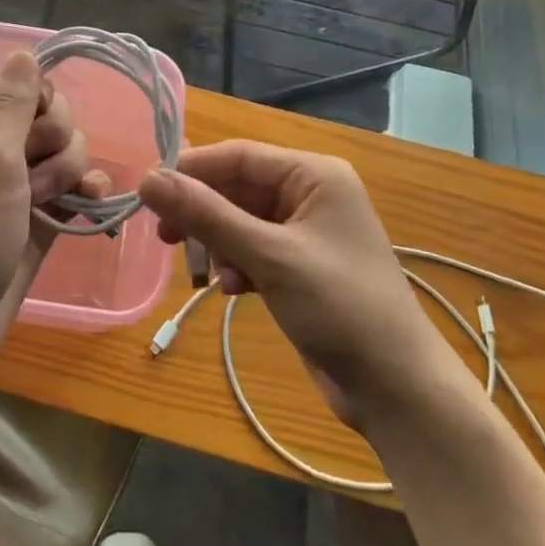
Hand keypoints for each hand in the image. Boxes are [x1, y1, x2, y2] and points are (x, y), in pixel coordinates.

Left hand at [0, 52, 107, 370]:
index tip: (37, 130)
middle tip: (30, 178)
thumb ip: (11, 105)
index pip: (29, 82)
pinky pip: (77, 187)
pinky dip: (86, 193)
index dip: (44, 101)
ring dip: (68, 174)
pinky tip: (88, 207)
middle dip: (57, 143)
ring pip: (70, 151)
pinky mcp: (41, 214)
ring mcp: (22, 181)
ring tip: (42, 206)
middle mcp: (0, 144)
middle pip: (56, 116)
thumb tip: (24, 52)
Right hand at [138, 142, 445, 432]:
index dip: (192, 169)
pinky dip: (238, 263)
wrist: (397, 389)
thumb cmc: (339, 307)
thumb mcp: (268, 256)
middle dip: (203, 212)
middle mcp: (312, 193)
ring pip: (242, 220)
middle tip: (165, 236)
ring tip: (202, 271)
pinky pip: (255, 248)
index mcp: (314, 174)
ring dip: (219, 242)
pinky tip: (234, 289)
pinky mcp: (302, 265)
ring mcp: (308, 230)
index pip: (239, 156)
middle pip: (239, 187)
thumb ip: (206, 215)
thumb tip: (147, 178)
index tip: (148, 190)